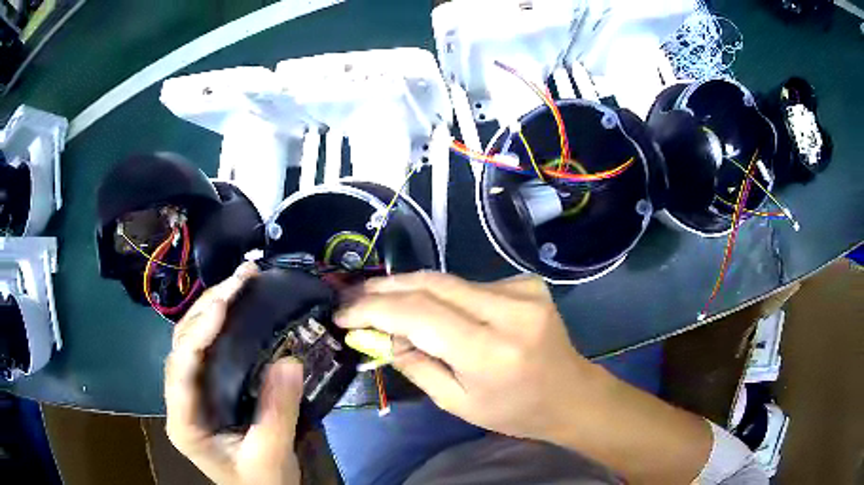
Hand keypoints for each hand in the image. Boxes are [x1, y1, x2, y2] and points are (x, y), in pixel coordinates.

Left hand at [165, 263, 302, 484]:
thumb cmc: (262, 482)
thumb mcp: (272, 455)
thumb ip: (278, 413)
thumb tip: (290, 360)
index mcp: (184, 423)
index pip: (181, 371)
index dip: (197, 335)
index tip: (224, 305)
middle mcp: (180, 401)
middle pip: (182, 346)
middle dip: (207, 309)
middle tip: (240, 281)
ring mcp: (191, 392)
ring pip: (190, 341)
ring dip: (211, 308)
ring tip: (239, 282)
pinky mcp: (206, 388)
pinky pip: (206, 348)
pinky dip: (219, 323)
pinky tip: (236, 306)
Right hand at [338, 272, 714, 483]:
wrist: (570, 393)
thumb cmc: (514, 411)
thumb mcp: (457, 402)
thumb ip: (414, 364)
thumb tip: (376, 334)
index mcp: (490, 350)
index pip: (417, 314)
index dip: (373, 308)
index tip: (342, 313)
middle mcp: (509, 310)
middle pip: (430, 284)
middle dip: (385, 288)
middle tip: (353, 297)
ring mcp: (522, 290)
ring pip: (447, 279)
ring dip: (409, 288)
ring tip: (377, 299)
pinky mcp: (527, 283)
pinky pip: (469, 284)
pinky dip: (441, 294)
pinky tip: (428, 307)